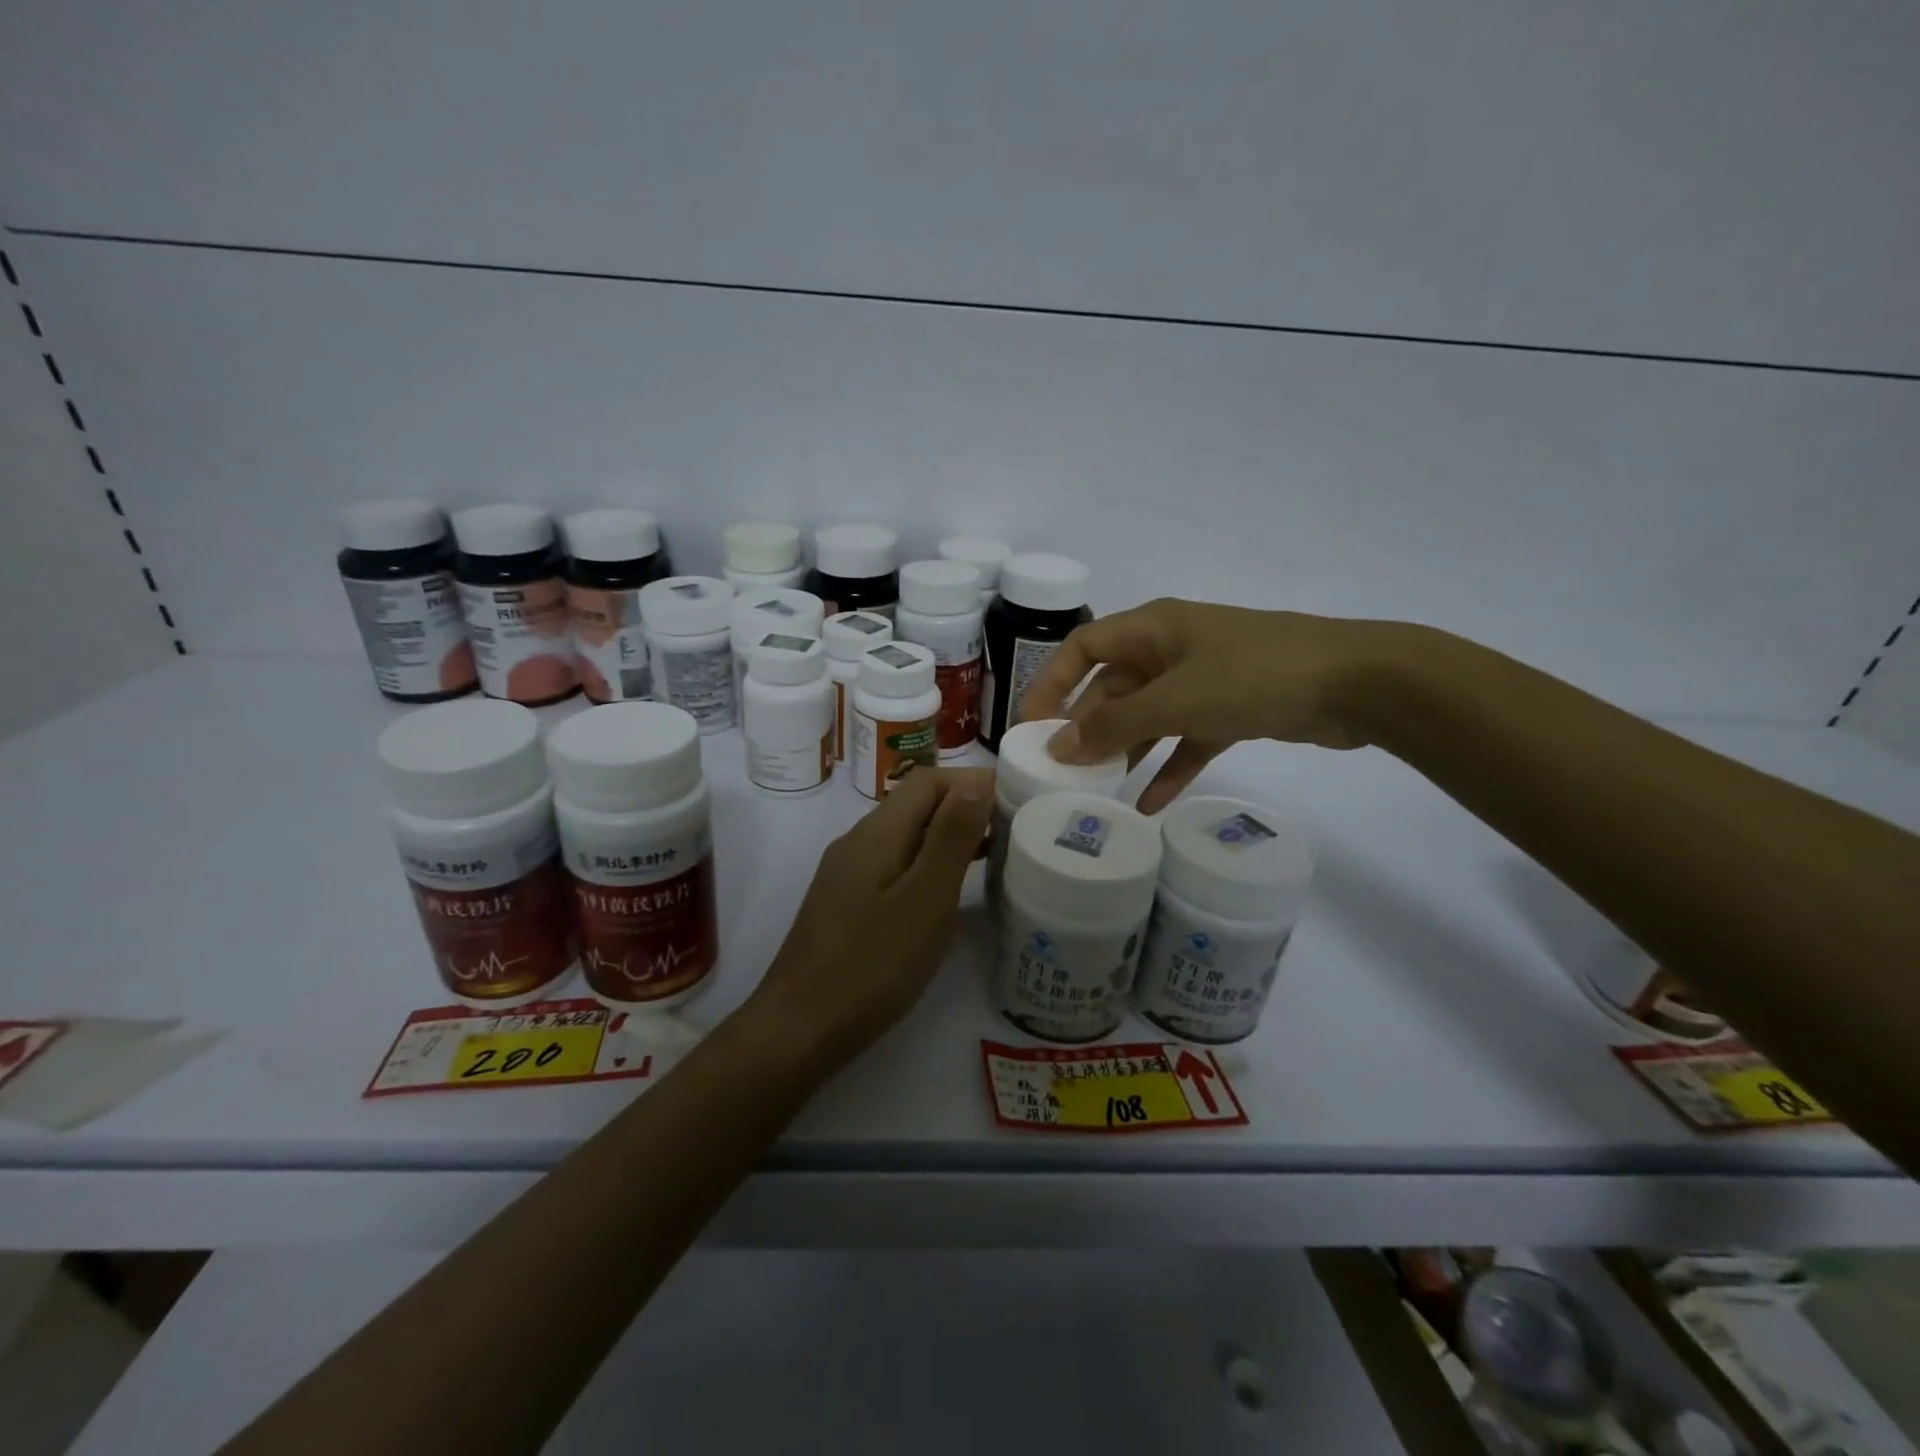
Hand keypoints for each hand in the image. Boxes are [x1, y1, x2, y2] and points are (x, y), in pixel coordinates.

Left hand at [751, 767, 994, 1067]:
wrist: (798, 1029)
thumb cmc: (872, 964)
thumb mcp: (925, 898)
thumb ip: (952, 836)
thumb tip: (977, 781)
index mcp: (876, 833)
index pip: (928, 780)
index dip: (972, 782)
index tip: (1015, 801)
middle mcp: (858, 842)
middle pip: (915, 804)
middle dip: (964, 807)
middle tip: (1013, 830)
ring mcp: (848, 873)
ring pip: (906, 836)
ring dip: (948, 836)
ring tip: (994, 856)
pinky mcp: (847, 903)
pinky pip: (895, 864)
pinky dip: (928, 864)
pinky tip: (948, 891)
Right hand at [1021, 599, 1408, 812]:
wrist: (1357, 683)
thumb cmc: (1255, 675)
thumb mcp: (1177, 699)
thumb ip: (1115, 725)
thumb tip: (1058, 748)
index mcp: (1153, 629)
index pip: (1083, 647)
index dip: (1052, 682)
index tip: (1031, 726)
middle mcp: (1171, 650)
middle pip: (1113, 686)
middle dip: (1087, 726)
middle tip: (1062, 770)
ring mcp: (1202, 681)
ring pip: (1147, 716)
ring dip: (1124, 750)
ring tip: (1096, 790)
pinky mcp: (1230, 711)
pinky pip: (1185, 740)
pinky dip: (1168, 768)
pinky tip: (1148, 804)